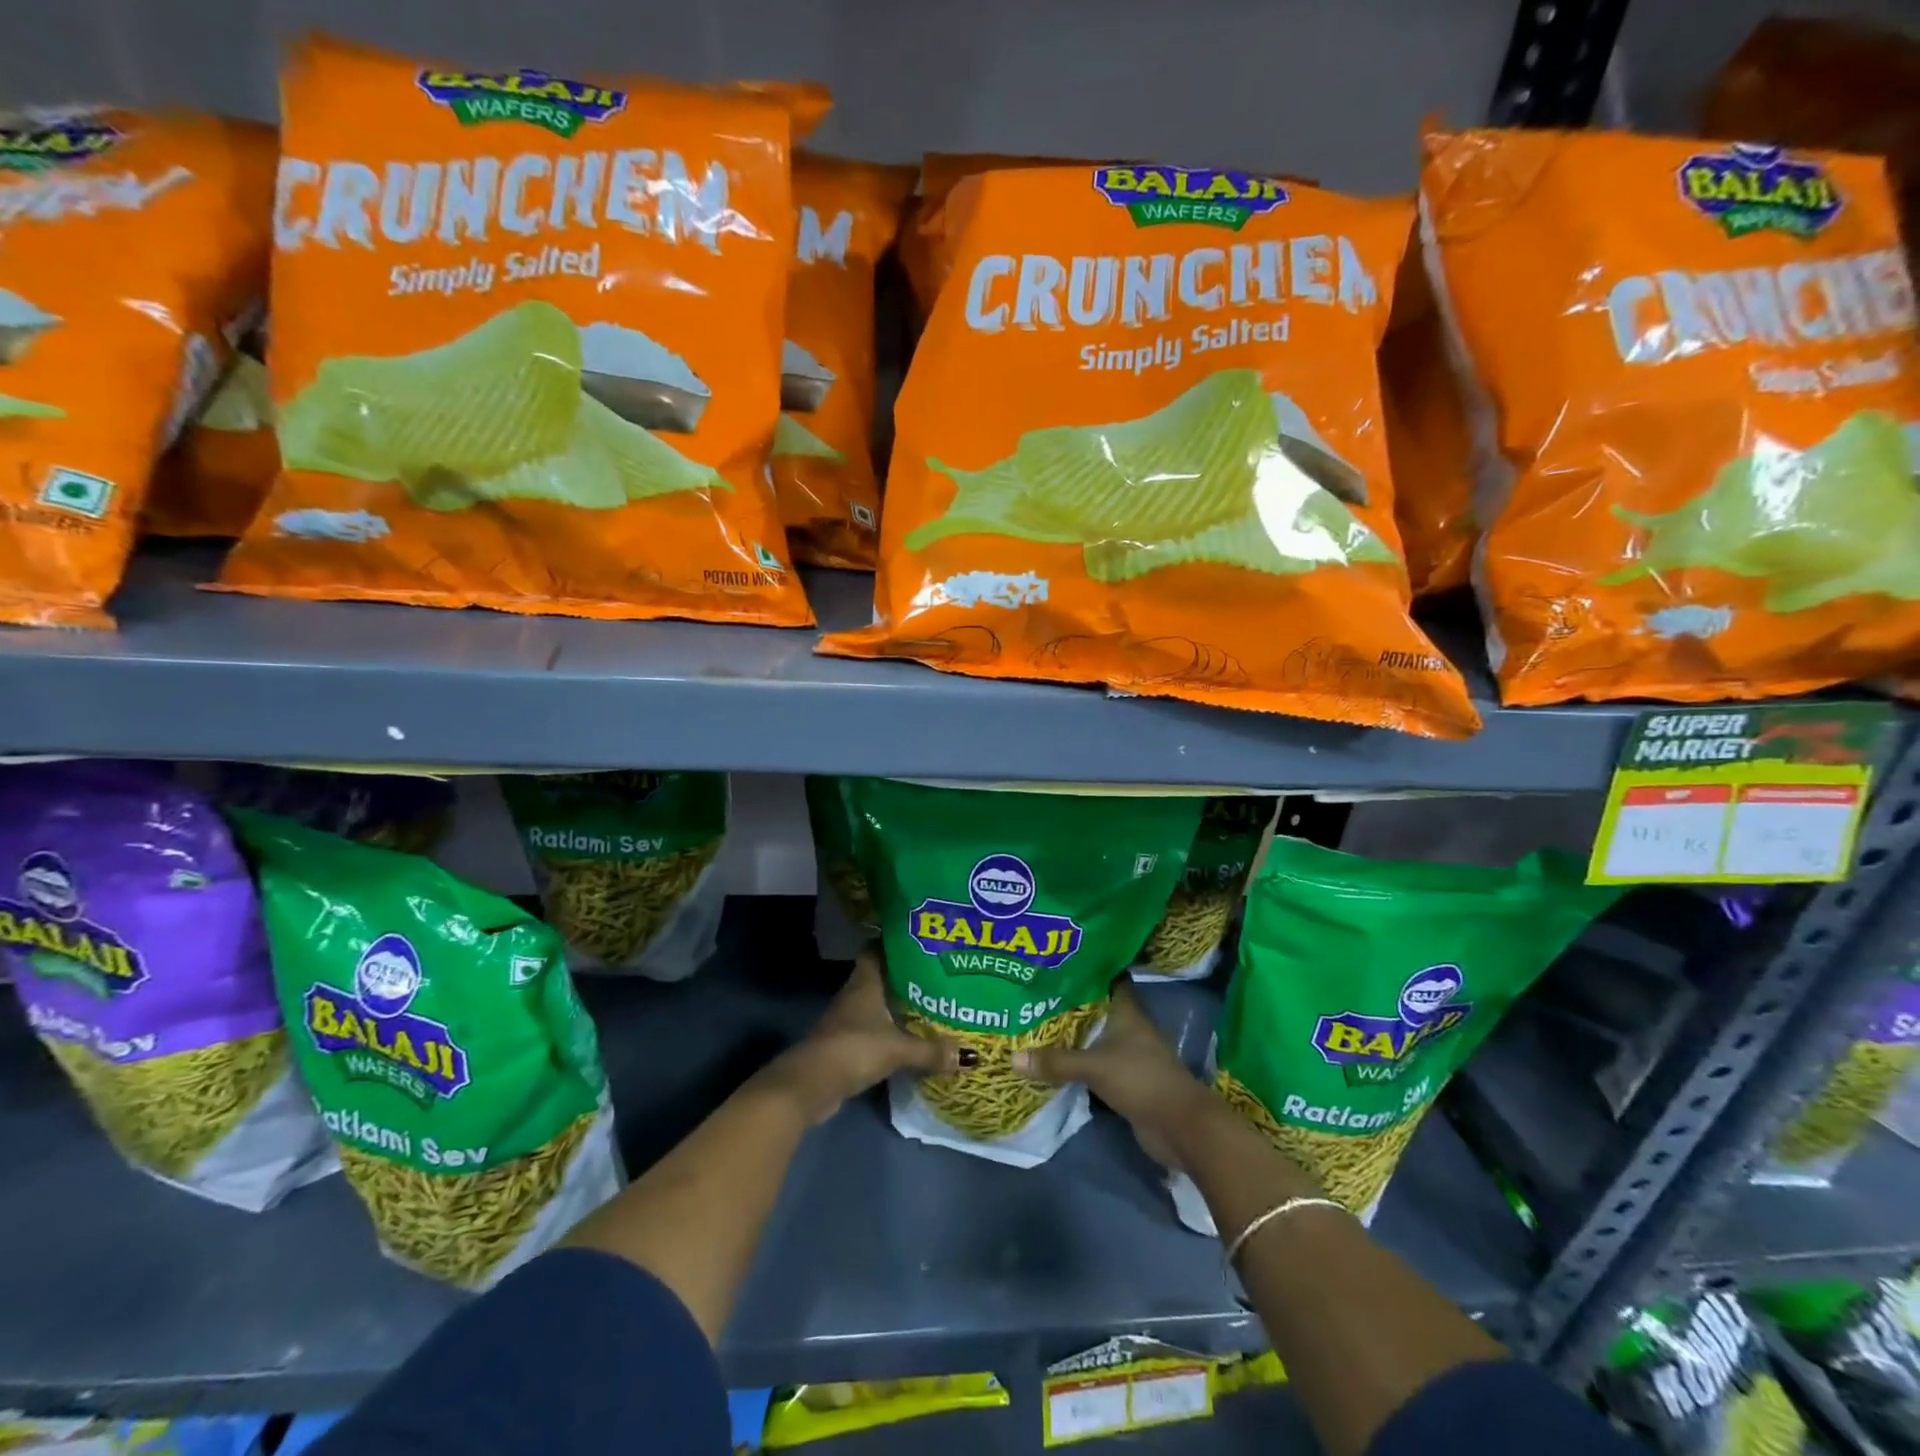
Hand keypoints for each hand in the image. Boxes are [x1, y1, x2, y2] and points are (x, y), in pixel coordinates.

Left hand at [766, 946, 958, 1124]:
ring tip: (930, 1003)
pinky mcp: (846, 1044)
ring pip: (877, 1003)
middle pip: (881, 977)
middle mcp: (855, 995)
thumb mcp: (898, 1049)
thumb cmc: (854, 1049)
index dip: (895, 943)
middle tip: (937, 974)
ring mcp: (848, 1020)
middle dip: (905, 976)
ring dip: (897, 1005)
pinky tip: (910, 1036)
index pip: (877, 950)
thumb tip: (969, 1054)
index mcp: (865, 982)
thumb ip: (931, 1050)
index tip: (920, 941)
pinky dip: (890, 1030)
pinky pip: (873, 1028)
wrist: (811, 1085)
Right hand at [1013, 979, 1218, 1167]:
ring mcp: (1131, 1055)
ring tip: (1039, 1020)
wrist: (1179, 1127)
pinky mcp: (1127, 1081)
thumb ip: (1056, 1062)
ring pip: (1098, 1036)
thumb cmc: (1141, 1080)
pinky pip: (1097, 1063)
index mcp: (1128, 1011)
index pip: (1111, 977)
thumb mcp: (1094, 1066)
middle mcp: (1130, 1028)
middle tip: (1039, 990)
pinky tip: (1055, 1058)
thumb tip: (1013, 1057)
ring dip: (1076, 1033)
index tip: (1062, 959)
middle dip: (1073, 1001)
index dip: (1090, 966)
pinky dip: (1080, 1061)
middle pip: (1100, 1007)